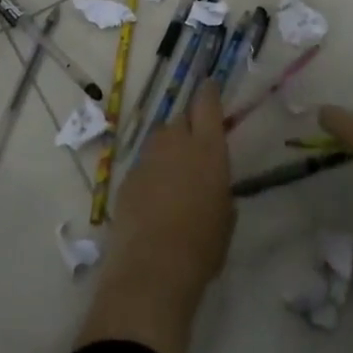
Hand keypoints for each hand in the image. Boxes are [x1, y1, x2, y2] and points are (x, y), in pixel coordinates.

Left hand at [78, 81, 234, 352]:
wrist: (152, 267)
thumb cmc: (203, 245)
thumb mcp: (226, 216)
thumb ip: (220, 189)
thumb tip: (212, 186)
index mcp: (208, 148)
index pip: (207, 103)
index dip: (208, 92)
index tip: (209, 85)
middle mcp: (176, 143)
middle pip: (180, 118)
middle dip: (188, 125)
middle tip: (194, 143)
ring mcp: (147, 158)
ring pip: (158, 139)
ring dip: (167, 148)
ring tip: (174, 173)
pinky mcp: (126, 177)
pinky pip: (143, 164)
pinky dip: (150, 172)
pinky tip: (154, 197)